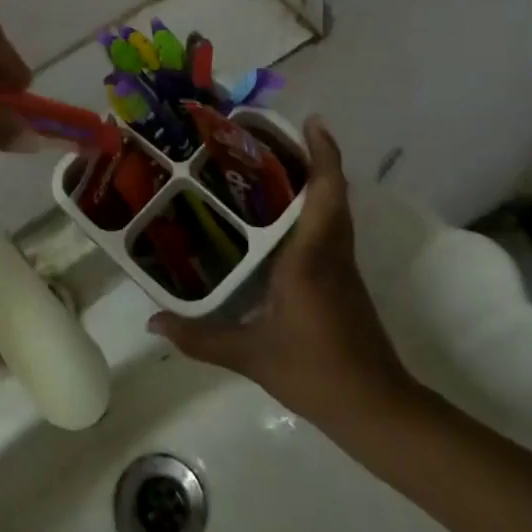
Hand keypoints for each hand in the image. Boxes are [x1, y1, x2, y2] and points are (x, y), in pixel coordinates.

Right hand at [149, 119, 413, 424]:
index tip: (311, 121)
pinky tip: (280, 219)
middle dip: (312, 157)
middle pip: (332, 193)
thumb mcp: (252, 355)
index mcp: (311, 258)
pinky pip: (331, 230)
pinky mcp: (345, 281)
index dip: (322, 154)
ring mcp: (343, 267)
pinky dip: (313, 209)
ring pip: (334, 210)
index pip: (325, 194)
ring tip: (270, 166)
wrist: (378, 410)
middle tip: (270, 137)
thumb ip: (200, 338)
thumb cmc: (316, 373)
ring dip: (315, 181)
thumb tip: (152, 323)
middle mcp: (332, 253)